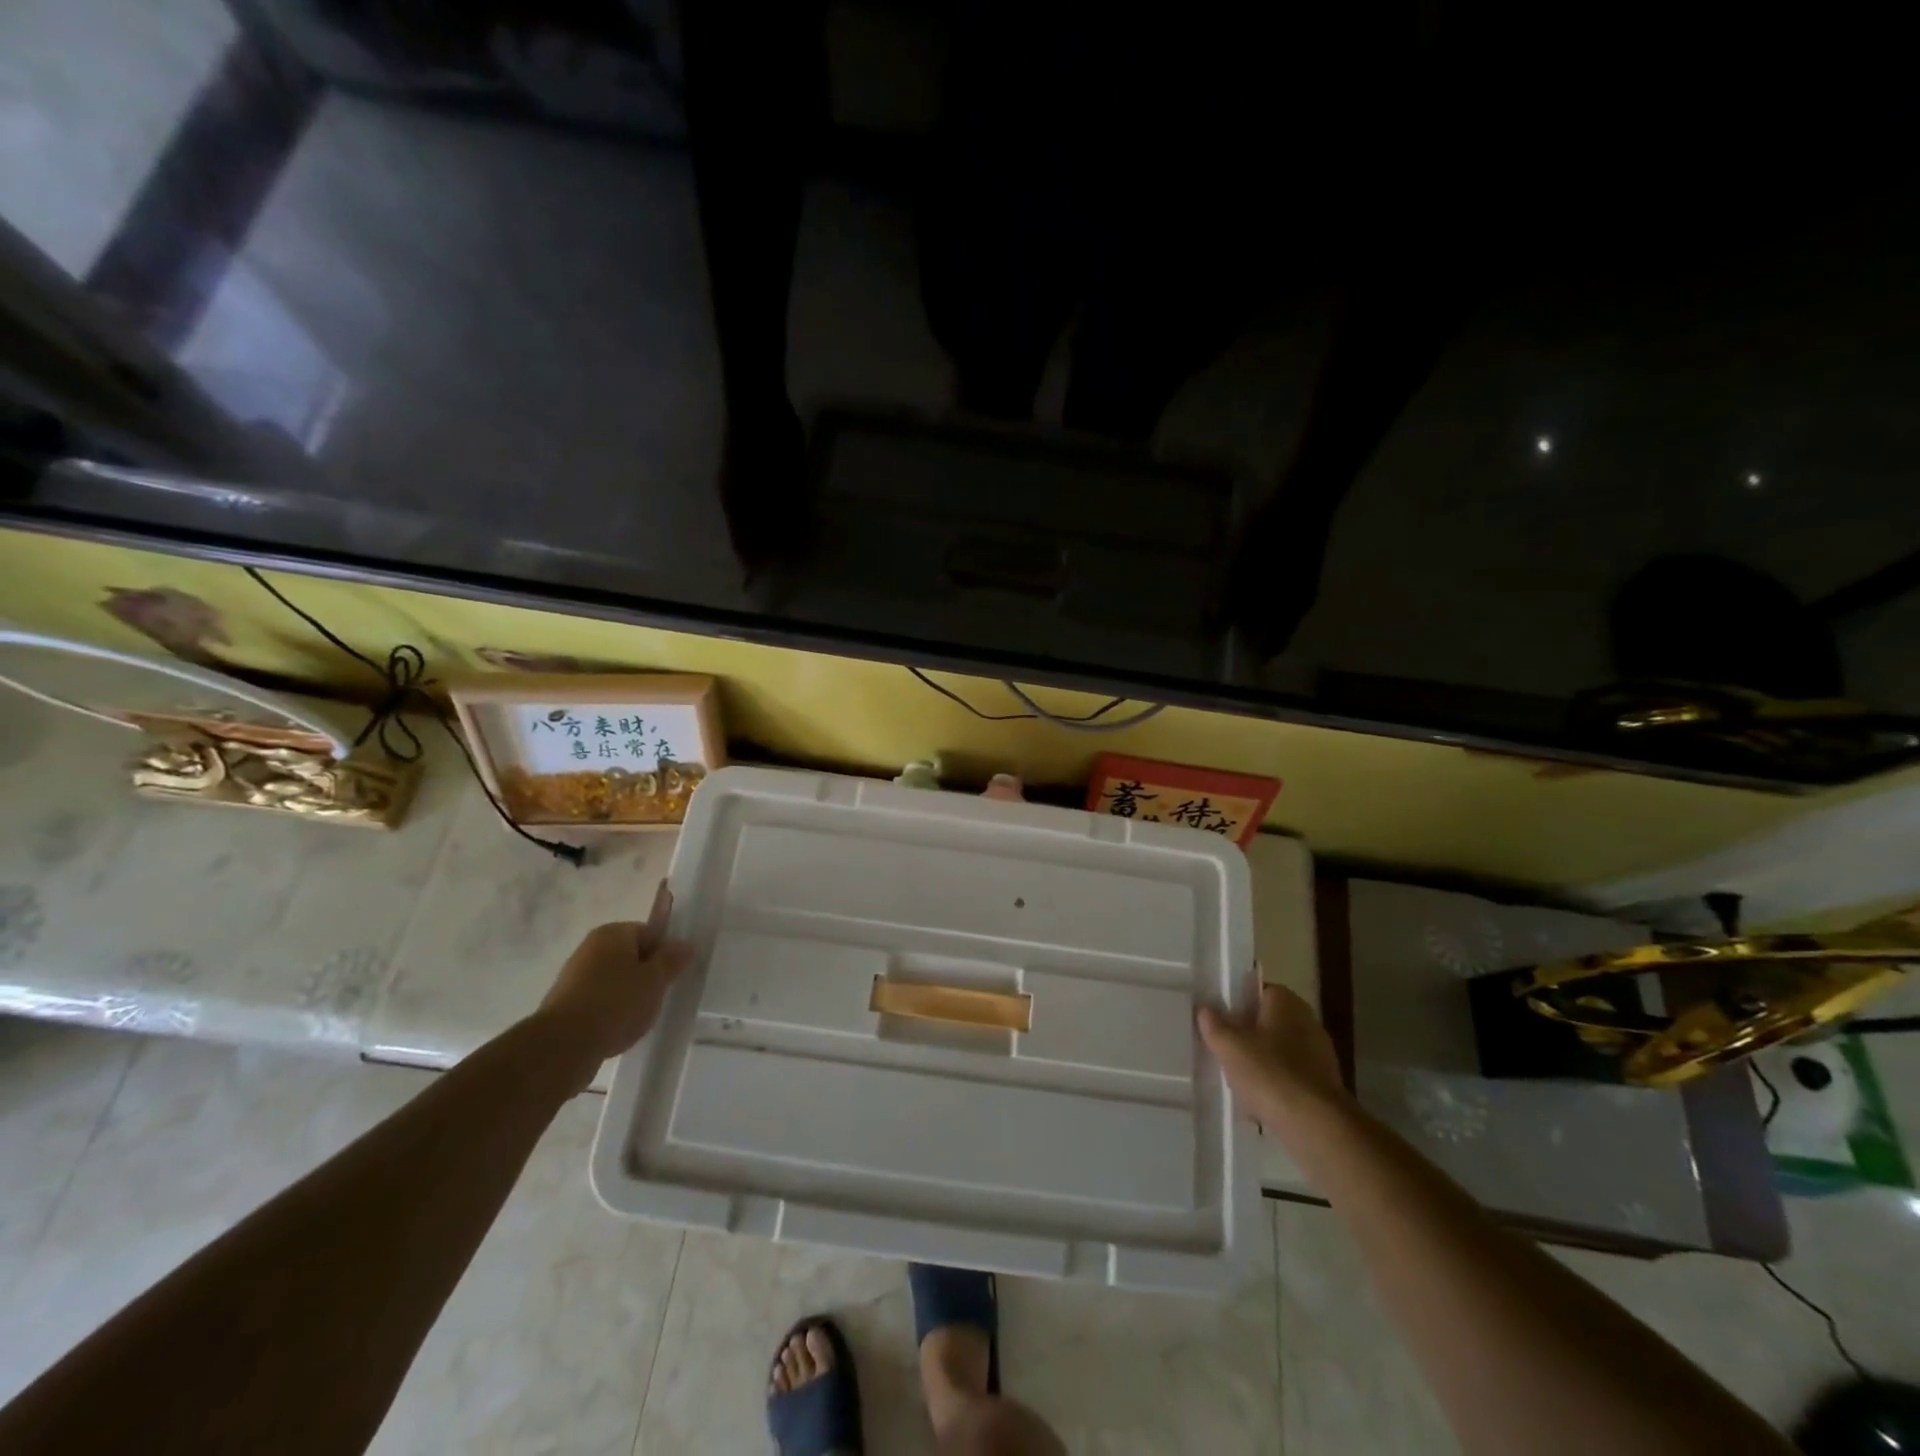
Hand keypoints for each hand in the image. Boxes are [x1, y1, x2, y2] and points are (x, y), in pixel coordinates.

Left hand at [537, 881, 692, 1075]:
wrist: (564, 1045)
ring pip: (615, 980)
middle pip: (631, 956)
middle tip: (659, 996)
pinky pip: (599, 1000)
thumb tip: (685, 944)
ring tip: (639, 1017)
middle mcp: (590, 948)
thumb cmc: (616, 1002)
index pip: (649, 932)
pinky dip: (611, 1011)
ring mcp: (574, 976)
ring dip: (629, 995)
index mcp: (612, 933)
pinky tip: (619, 1029)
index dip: (664, 952)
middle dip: (647, 975)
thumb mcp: (655, 980)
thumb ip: (672, 960)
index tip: (673, 975)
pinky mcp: (566, 1004)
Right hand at [1198, 982, 1349, 1130]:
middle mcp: (1307, 1022)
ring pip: (1280, 1051)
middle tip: (1223, 1046)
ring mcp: (1320, 1055)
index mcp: (1287, 1003)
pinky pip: (1291, 1078)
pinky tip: (1257, 1103)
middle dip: (1248, 1034)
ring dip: (1261, 1062)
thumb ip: (1214, 1025)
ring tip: (1236, 1079)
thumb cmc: (1270, 1073)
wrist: (1316, 1126)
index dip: (1238, 1001)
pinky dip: (1275, 1086)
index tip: (1219, 1016)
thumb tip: (1206, 1010)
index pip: (1259, 990)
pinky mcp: (1324, 1086)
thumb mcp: (1230, 1046)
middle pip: (1269, 1021)